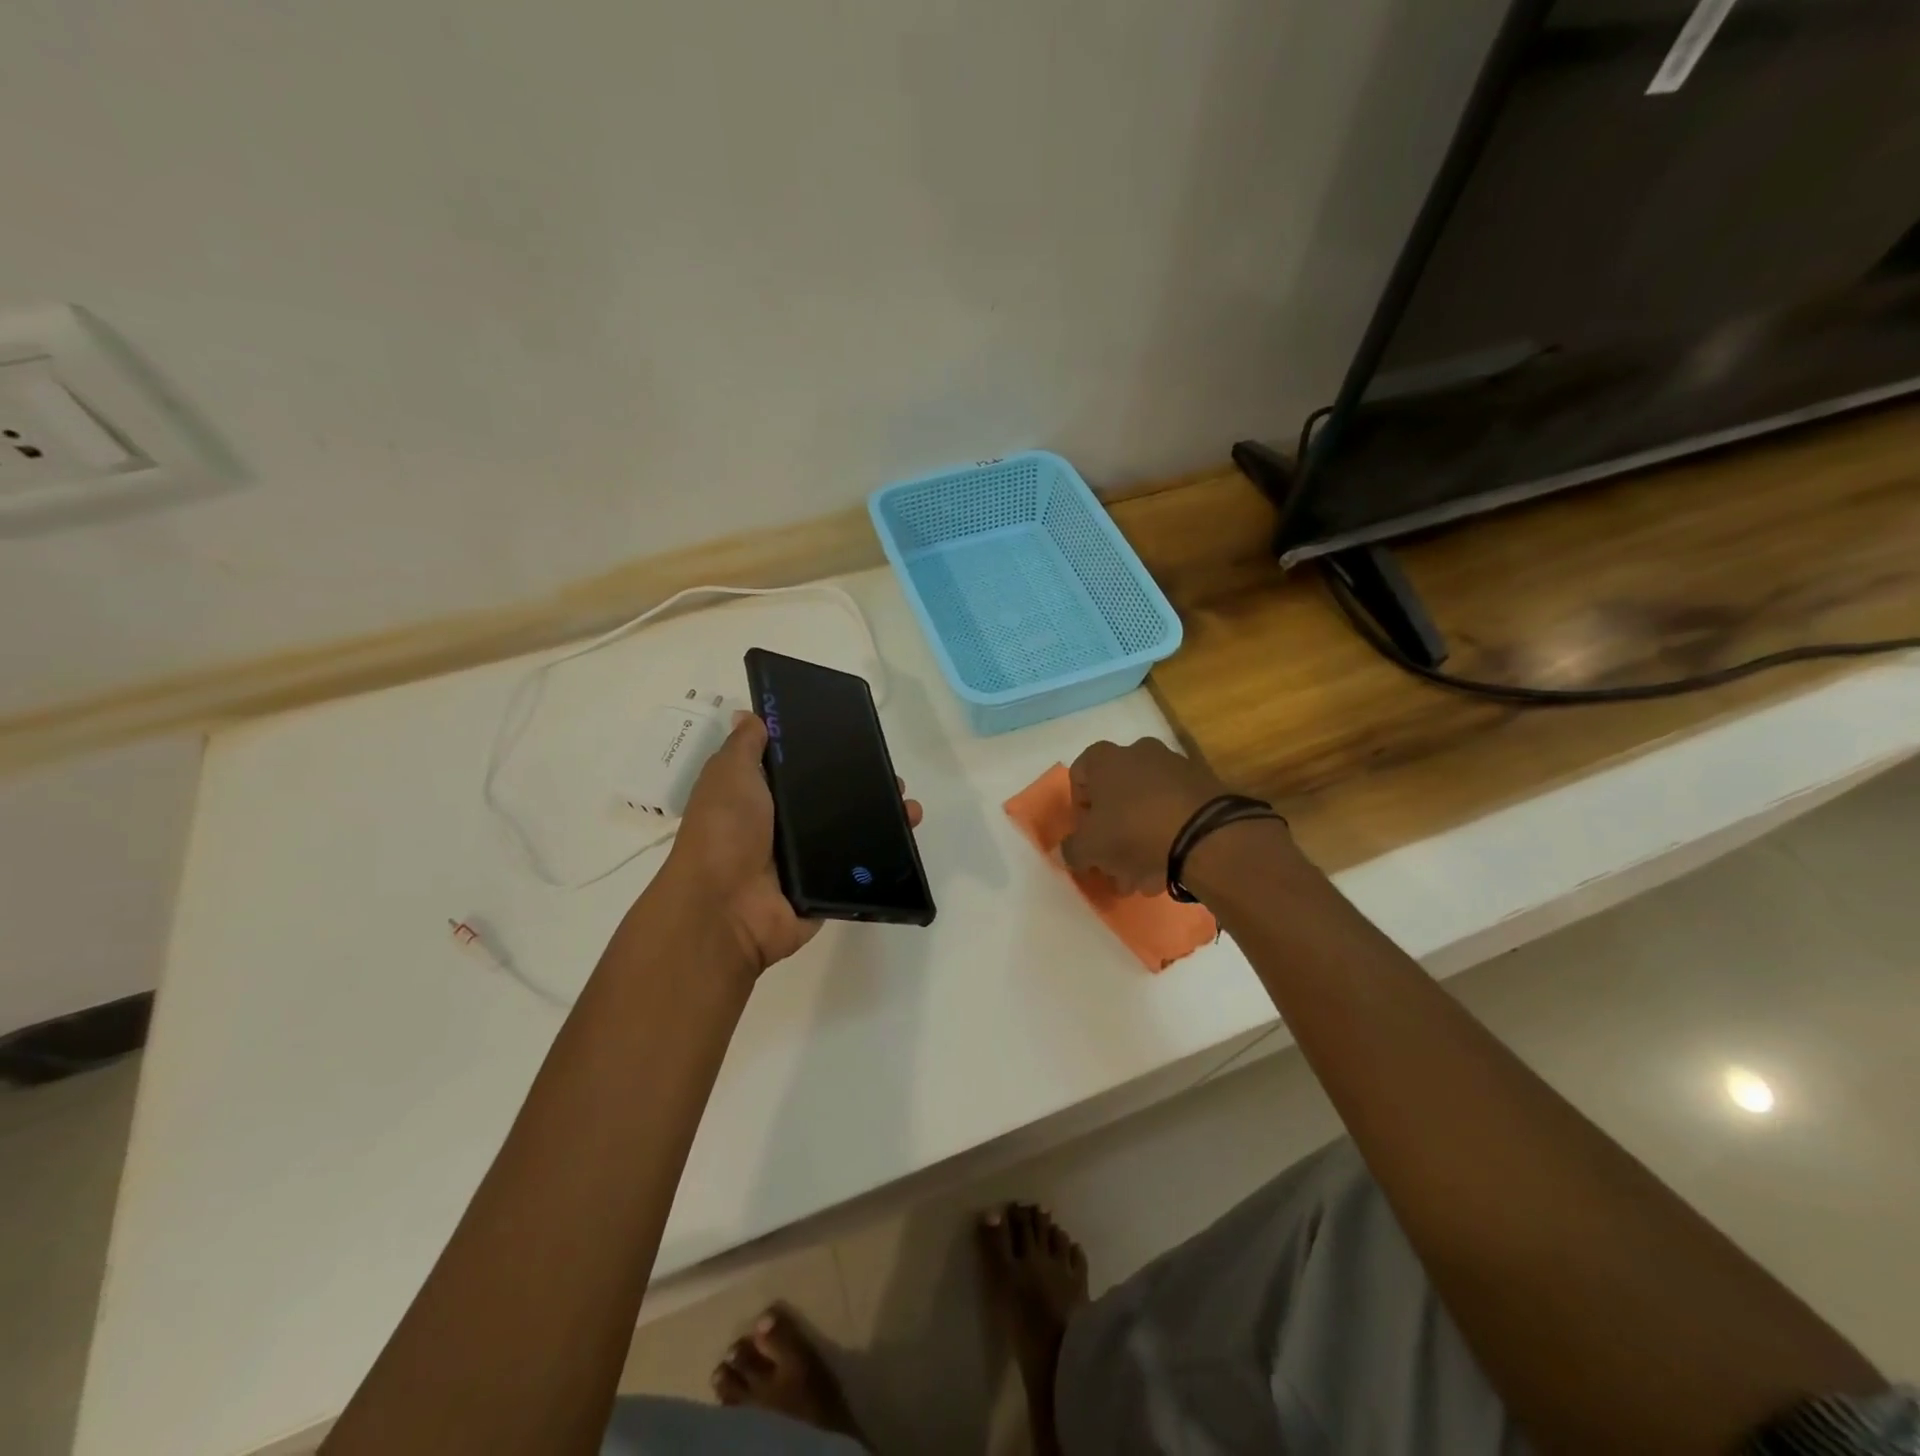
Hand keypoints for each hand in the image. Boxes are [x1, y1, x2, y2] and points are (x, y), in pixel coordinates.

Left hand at [664, 713, 923, 977]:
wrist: (726, 909)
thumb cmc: (725, 832)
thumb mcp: (728, 775)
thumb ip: (744, 746)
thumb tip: (751, 715)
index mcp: (760, 798)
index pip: (800, 769)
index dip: (826, 753)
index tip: (856, 737)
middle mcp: (784, 826)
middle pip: (833, 799)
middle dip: (865, 784)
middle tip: (892, 775)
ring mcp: (808, 859)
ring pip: (853, 831)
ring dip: (884, 817)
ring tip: (909, 806)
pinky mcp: (827, 887)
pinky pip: (860, 867)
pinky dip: (886, 853)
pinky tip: (908, 834)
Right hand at [1060, 738, 1234, 894]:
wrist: (1205, 834)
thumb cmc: (1133, 831)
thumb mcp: (1089, 848)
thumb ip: (1072, 849)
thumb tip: (1072, 852)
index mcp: (1105, 758)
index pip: (1079, 776)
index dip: (1079, 811)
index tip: (1087, 838)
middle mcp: (1139, 752)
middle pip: (1115, 795)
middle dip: (1112, 833)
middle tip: (1114, 866)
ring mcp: (1175, 766)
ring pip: (1145, 806)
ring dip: (1139, 840)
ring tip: (1143, 878)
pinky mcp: (1204, 786)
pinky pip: (1174, 811)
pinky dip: (1168, 835)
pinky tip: (1168, 868)